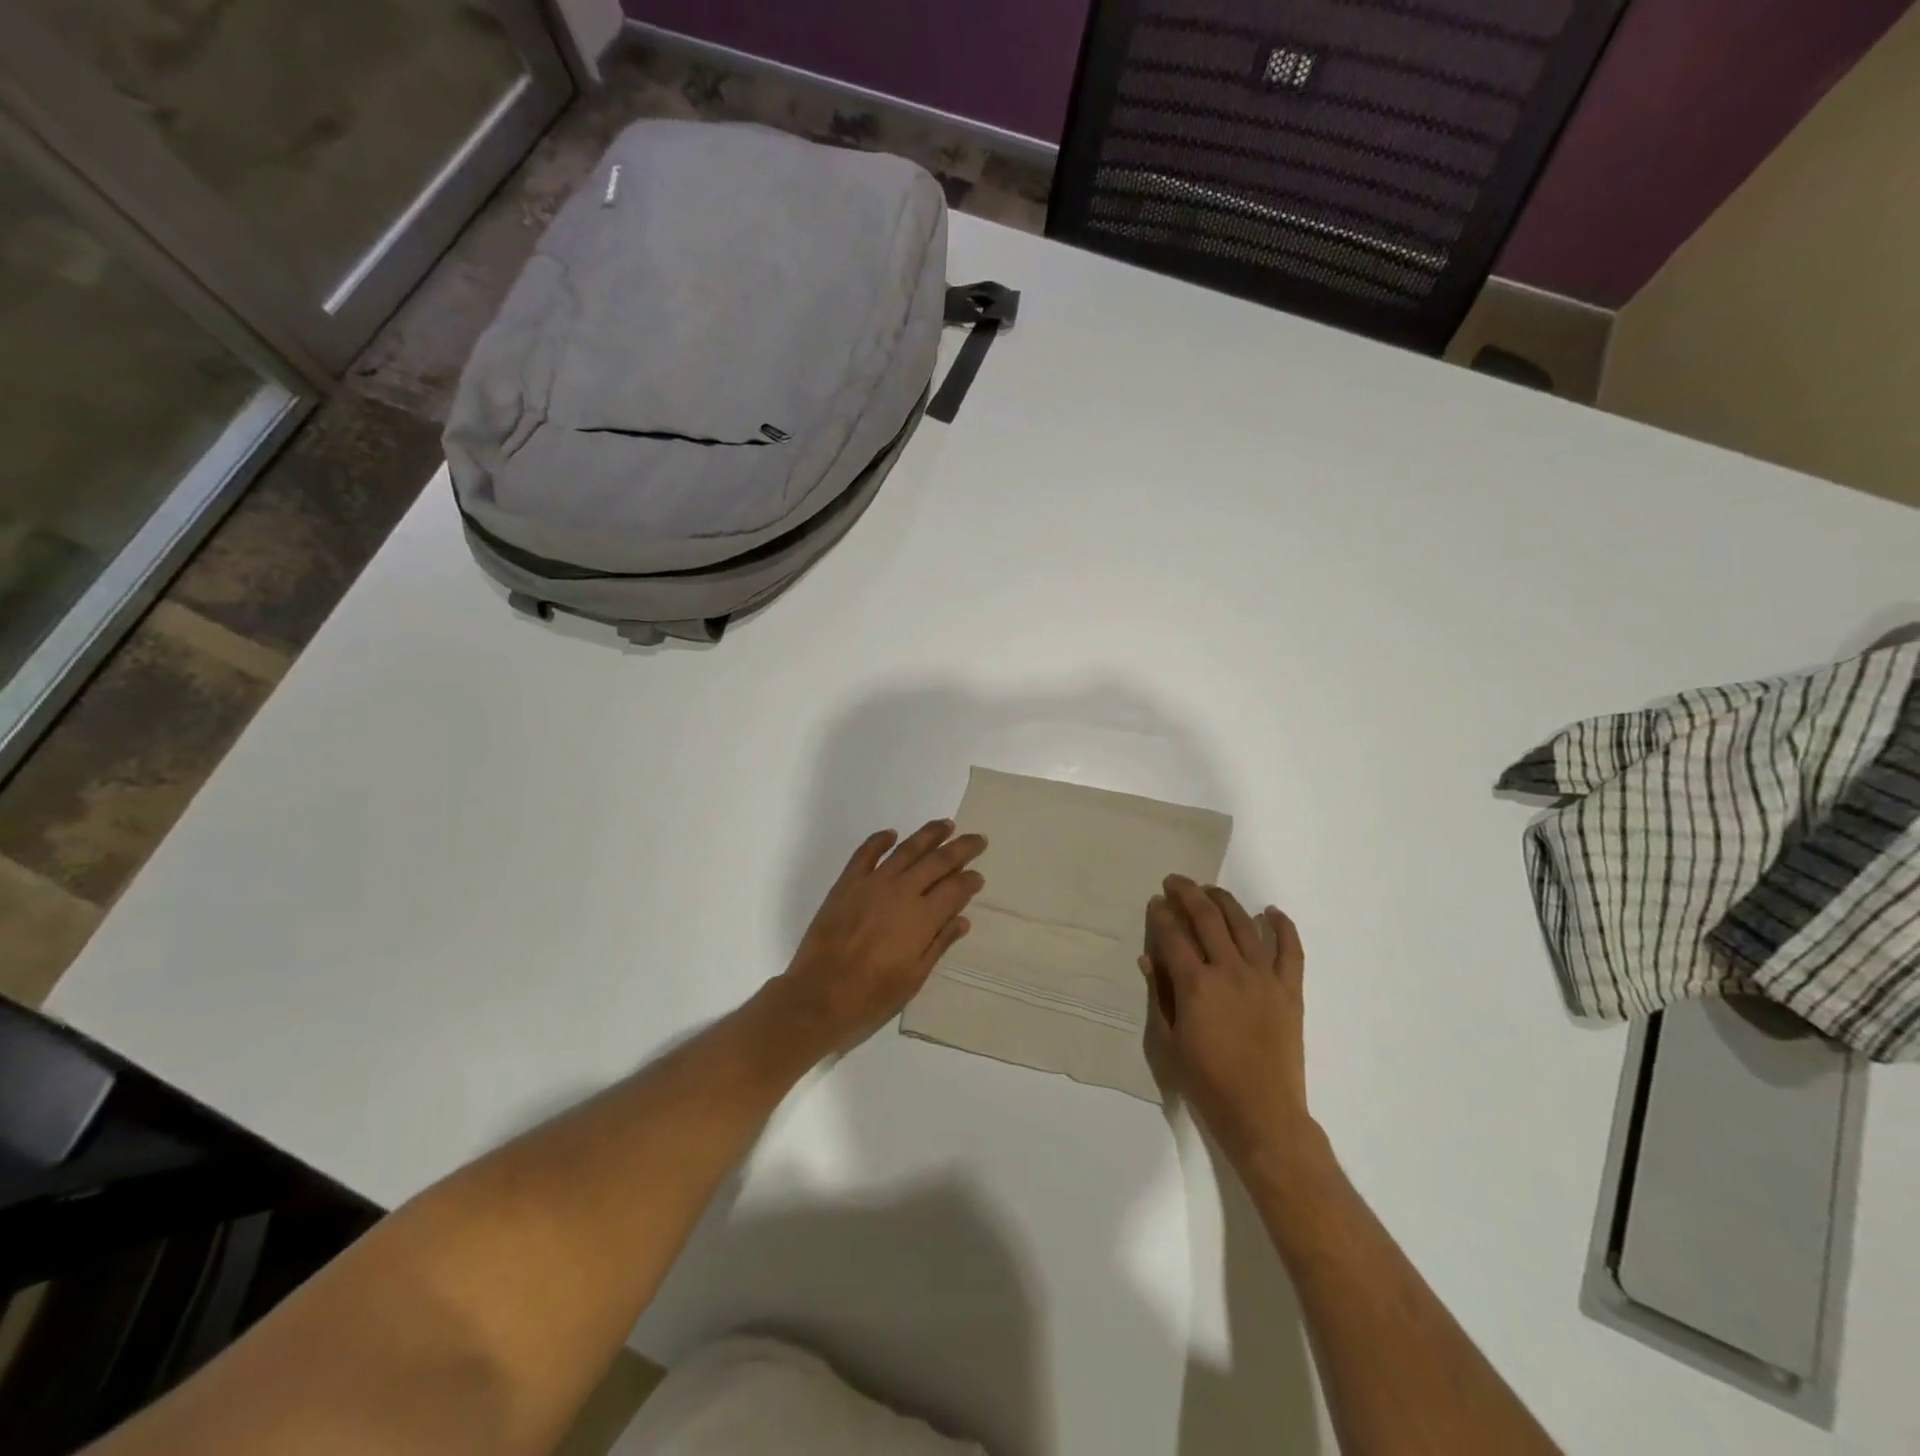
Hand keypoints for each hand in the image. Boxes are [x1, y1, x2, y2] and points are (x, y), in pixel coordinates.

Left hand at [774, 820, 986, 1055]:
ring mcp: (872, 884)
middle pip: (938, 861)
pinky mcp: (846, 884)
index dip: (970, 881)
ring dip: (928, 835)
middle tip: (977, 838)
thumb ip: (939, 944)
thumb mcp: (914, 979)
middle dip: (960, 849)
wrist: (817, 998)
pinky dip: (880, 840)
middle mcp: (901, 892)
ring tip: (945, 825)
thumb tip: (962, 919)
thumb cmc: (871, 998)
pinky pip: (865, 853)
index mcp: (922, 918)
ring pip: (906, 850)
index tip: (979, 877)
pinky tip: (891, 834)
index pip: (955, 889)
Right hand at [1141, 876, 1315, 1171]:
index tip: (1154, 902)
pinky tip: (1271, 911)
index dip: (1161, 915)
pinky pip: (1290, 950)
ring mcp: (1263, 978)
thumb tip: (1149, 959)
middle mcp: (1229, 971)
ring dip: (1225, 901)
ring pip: (1244, 925)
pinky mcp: (1289, 991)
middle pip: (1207, 918)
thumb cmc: (1207, 1083)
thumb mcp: (1168, 1042)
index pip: (1173, 936)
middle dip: (1188, 894)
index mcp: (1195, 985)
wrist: (1262, 1115)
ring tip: (1210, 890)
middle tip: (1175, 882)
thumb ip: (1159, 996)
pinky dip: (1281, 927)